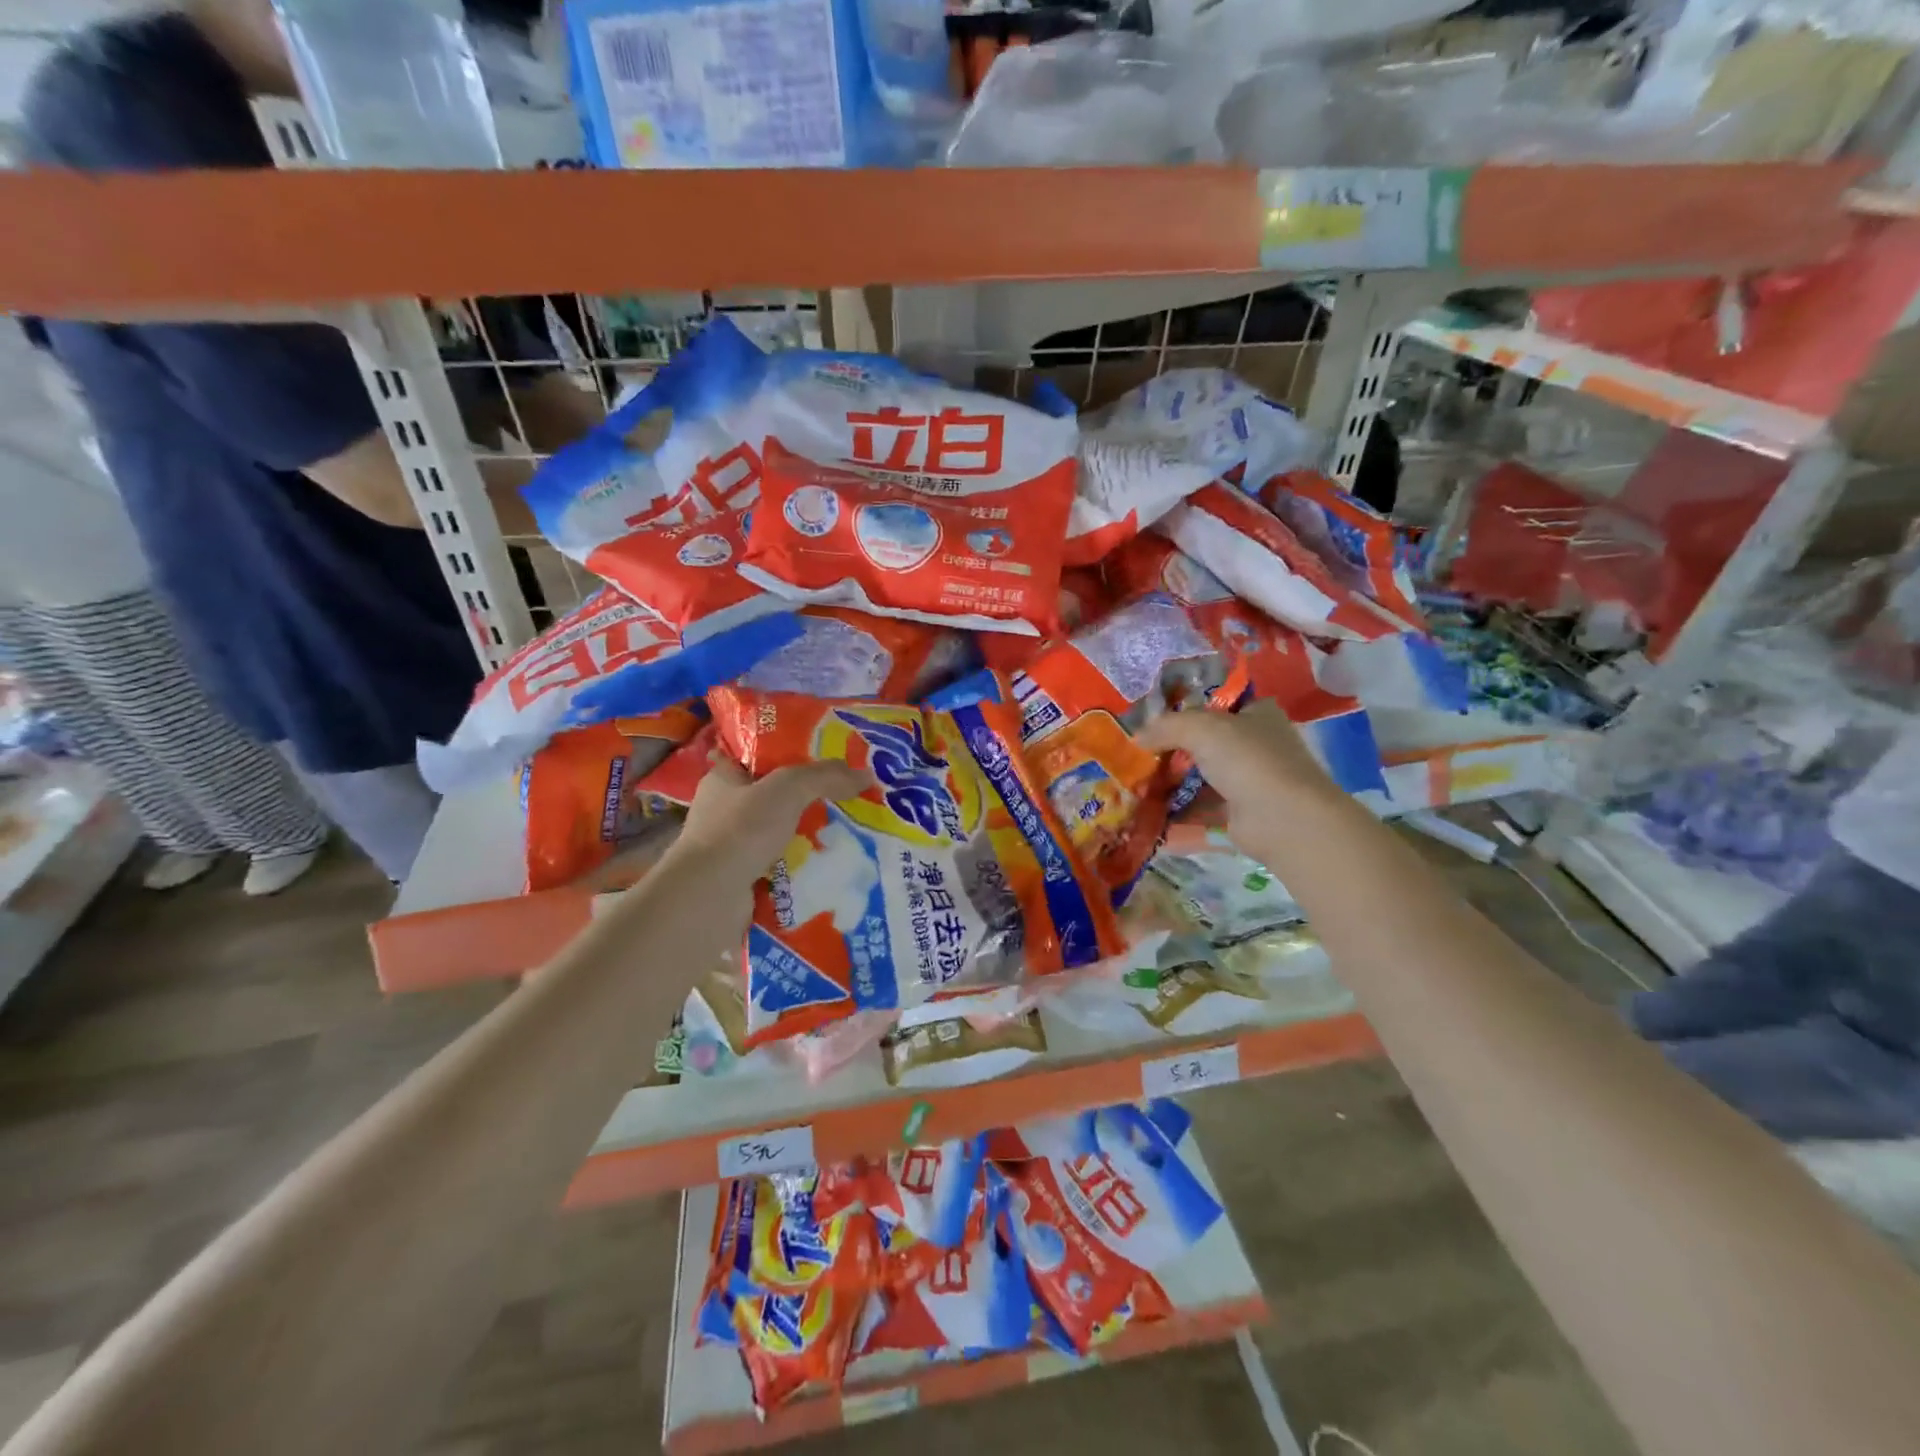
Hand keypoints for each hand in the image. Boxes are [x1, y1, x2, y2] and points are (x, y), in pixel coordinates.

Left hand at [672, 754, 868, 877]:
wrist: (709, 897)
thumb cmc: (741, 830)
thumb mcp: (788, 789)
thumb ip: (826, 777)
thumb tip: (865, 775)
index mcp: (723, 778)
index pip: (759, 757)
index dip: (793, 754)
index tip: (828, 760)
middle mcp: (723, 810)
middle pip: (775, 797)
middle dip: (808, 800)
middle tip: (848, 798)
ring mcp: (731, 848)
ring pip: (780, 834)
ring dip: (808, 836)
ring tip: (848, 833)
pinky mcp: (741, 879)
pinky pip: (780, 866)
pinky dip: (801, 867)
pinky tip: (830, 865)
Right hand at [1136, 703, 1339, 831]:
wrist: (1282, 819)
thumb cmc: (1247, 760)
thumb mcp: (1201, 728)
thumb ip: (1166, 726)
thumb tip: (1137, 736)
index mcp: (1257, 714)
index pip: (1217, 704)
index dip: (1185, 710)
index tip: (1153, 720)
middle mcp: (1257, 744)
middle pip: (1205, 743)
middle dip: (1172, 750)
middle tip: (1138, 754)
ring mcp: (1250, 781)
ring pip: (1202, 777)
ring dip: (1171, 782)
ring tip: (1135, 785)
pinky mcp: (1241, 814)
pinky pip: (1201, 808)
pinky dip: (1177, 811)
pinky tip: (1148, 811)